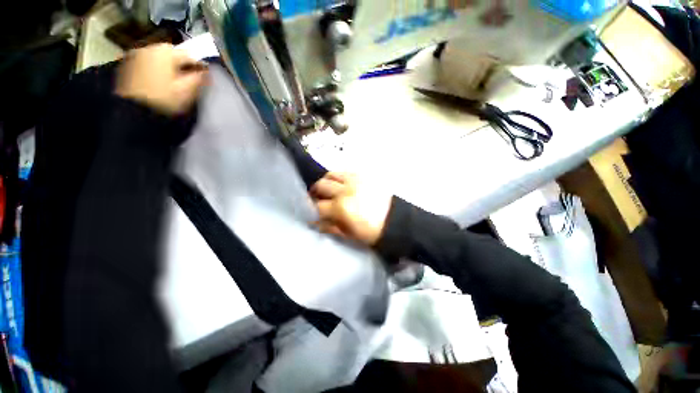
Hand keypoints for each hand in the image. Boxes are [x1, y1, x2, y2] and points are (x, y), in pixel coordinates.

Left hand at [116, 43, 206, 114]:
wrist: (134, 111)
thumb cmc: (164, 99)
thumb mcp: (187, 91)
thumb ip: (198, 78)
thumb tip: (206, 71)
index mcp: (166, 52)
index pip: (189, 55)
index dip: (199, 66)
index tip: (204, 77)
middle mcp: (150, 48)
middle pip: (171, 52)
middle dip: (181, 63)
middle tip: (187, 78)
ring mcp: (136, 55)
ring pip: (159, 56)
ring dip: (167, 65)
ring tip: (172, 79)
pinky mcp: (128, 65)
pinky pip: (147, 62)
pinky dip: (155, 68)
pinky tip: (158, 80)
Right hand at [311, 173, 392, 245]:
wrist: (396, 221)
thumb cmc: (372, 232)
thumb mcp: (349, 235)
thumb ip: (330, 227)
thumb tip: (315, 222)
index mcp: (341, 208)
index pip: (317, 206)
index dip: (311, 210)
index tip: (311, 212)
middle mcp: (346, 190)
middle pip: (321, 185)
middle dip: (315, 193)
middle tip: (317, 199)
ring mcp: (355, 180)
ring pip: (332, 174)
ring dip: (326, 182)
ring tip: (329, 189)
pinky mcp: (364, 175)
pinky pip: (345, 172)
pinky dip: (339, 178)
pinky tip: (343, 186)